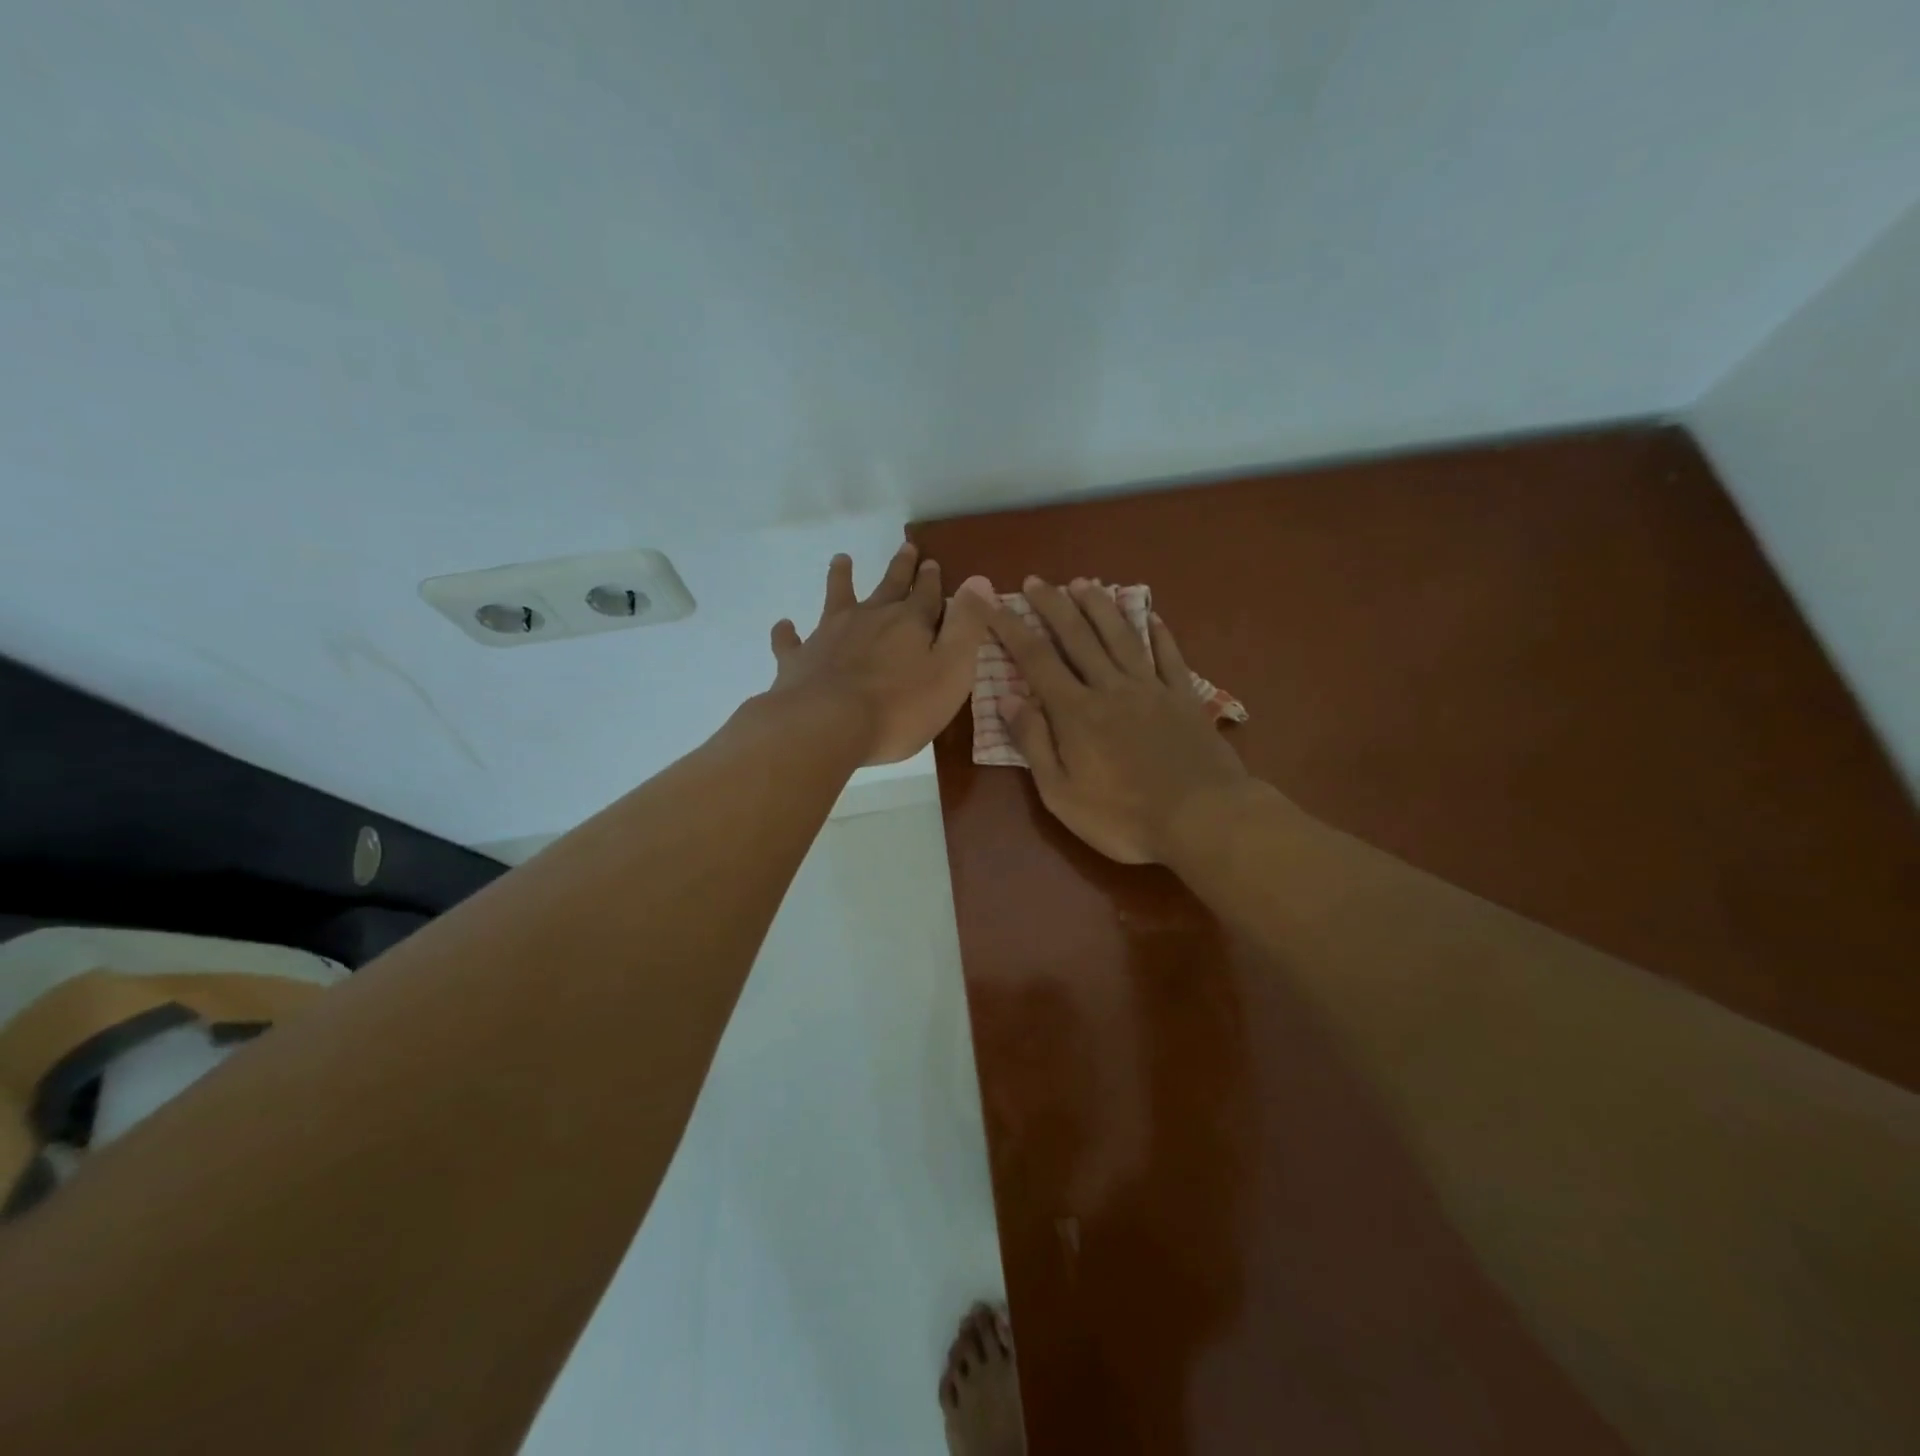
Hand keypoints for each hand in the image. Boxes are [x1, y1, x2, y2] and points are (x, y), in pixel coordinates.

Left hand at [769, 543, 995, 765]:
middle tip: (906, 547)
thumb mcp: (951, 669)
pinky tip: (784, 626)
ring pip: (837, 598)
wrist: (827, 725)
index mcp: (908, 623)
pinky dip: (788, 632)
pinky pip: (790, 641)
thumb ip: (967, 626)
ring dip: (841, 579)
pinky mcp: (798, 660)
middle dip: (900, 569)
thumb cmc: (899, 707)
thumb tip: (979, 581)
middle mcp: (869, 619)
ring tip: (841, 559)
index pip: (926, 595)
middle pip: (887, 587)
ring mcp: (829, 636)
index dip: (931, 580)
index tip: (932, 562)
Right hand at [989, 577, 1252, 863]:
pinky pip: (1168, 655)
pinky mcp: (1184, 697)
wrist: (1203, 819)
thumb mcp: (1061, 793)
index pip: (1035, 659)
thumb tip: (1008, 698)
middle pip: (1077, 636)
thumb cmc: (1124, 817)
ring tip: (1083, 583)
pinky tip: (1150, 615)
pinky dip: (1158, 632)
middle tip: (1035, 581)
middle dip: (1052, 605)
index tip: (990, 601)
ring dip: (1099, 606)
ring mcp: (1151, 688)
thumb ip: (1034, 743)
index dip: (1010, 627)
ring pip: (1121, 636)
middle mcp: (1111, 687)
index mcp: (1075, 711)